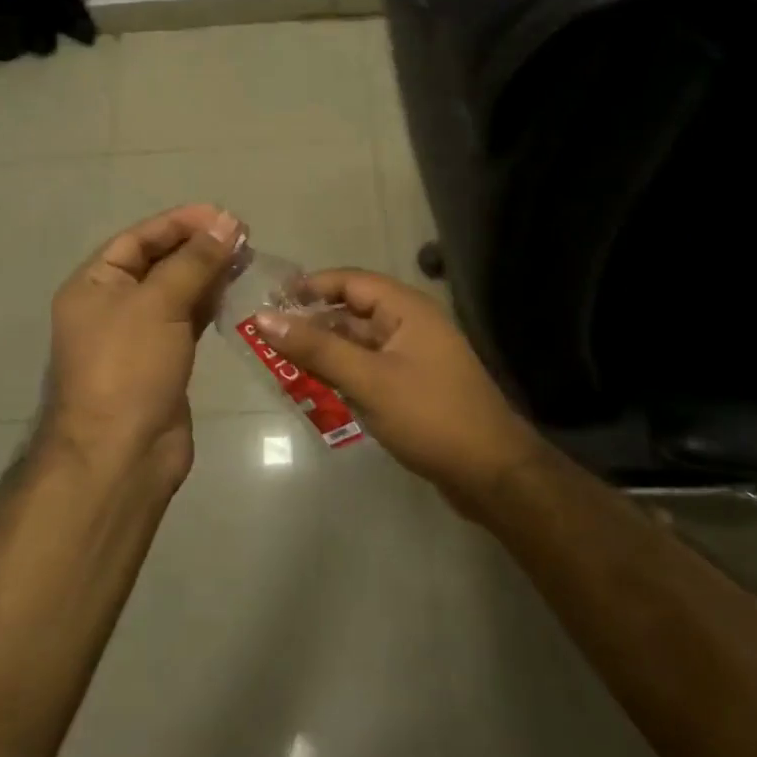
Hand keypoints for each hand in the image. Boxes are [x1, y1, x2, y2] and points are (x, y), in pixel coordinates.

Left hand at [41, 204, 243, 486]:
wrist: (122, 454)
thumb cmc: (129, 367)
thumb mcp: (159, 304)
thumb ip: (194, 261)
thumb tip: (226, 222)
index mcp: (94, 285)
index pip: (138, 239)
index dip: (179, 223)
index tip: (222, 216)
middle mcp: (111, 305)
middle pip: (157, 262)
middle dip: (197, 246)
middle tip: (242, 235)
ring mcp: (137, 335)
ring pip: (175, 291)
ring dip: (207, 272)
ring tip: (246, 257)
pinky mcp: (162, 360)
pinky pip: (186, 319)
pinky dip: (208, 302)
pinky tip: (234, 289)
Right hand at [257, 271, 542, 509]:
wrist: (491, 474)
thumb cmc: (429, 416)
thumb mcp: (367, 380)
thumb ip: (316, 349)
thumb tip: (264, 318)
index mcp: (406, 309)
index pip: (350, 282)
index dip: (310, 286)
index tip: (271, 301)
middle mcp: (410, 325)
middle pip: (352, 312)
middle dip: (312, 322)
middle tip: (267, 337)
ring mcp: (413, 357)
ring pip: (358, 343)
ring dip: (324, 351)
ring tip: (281, 364)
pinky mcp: (412, 386)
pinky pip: (369, 368)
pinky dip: (342, 374)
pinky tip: (315, 389)